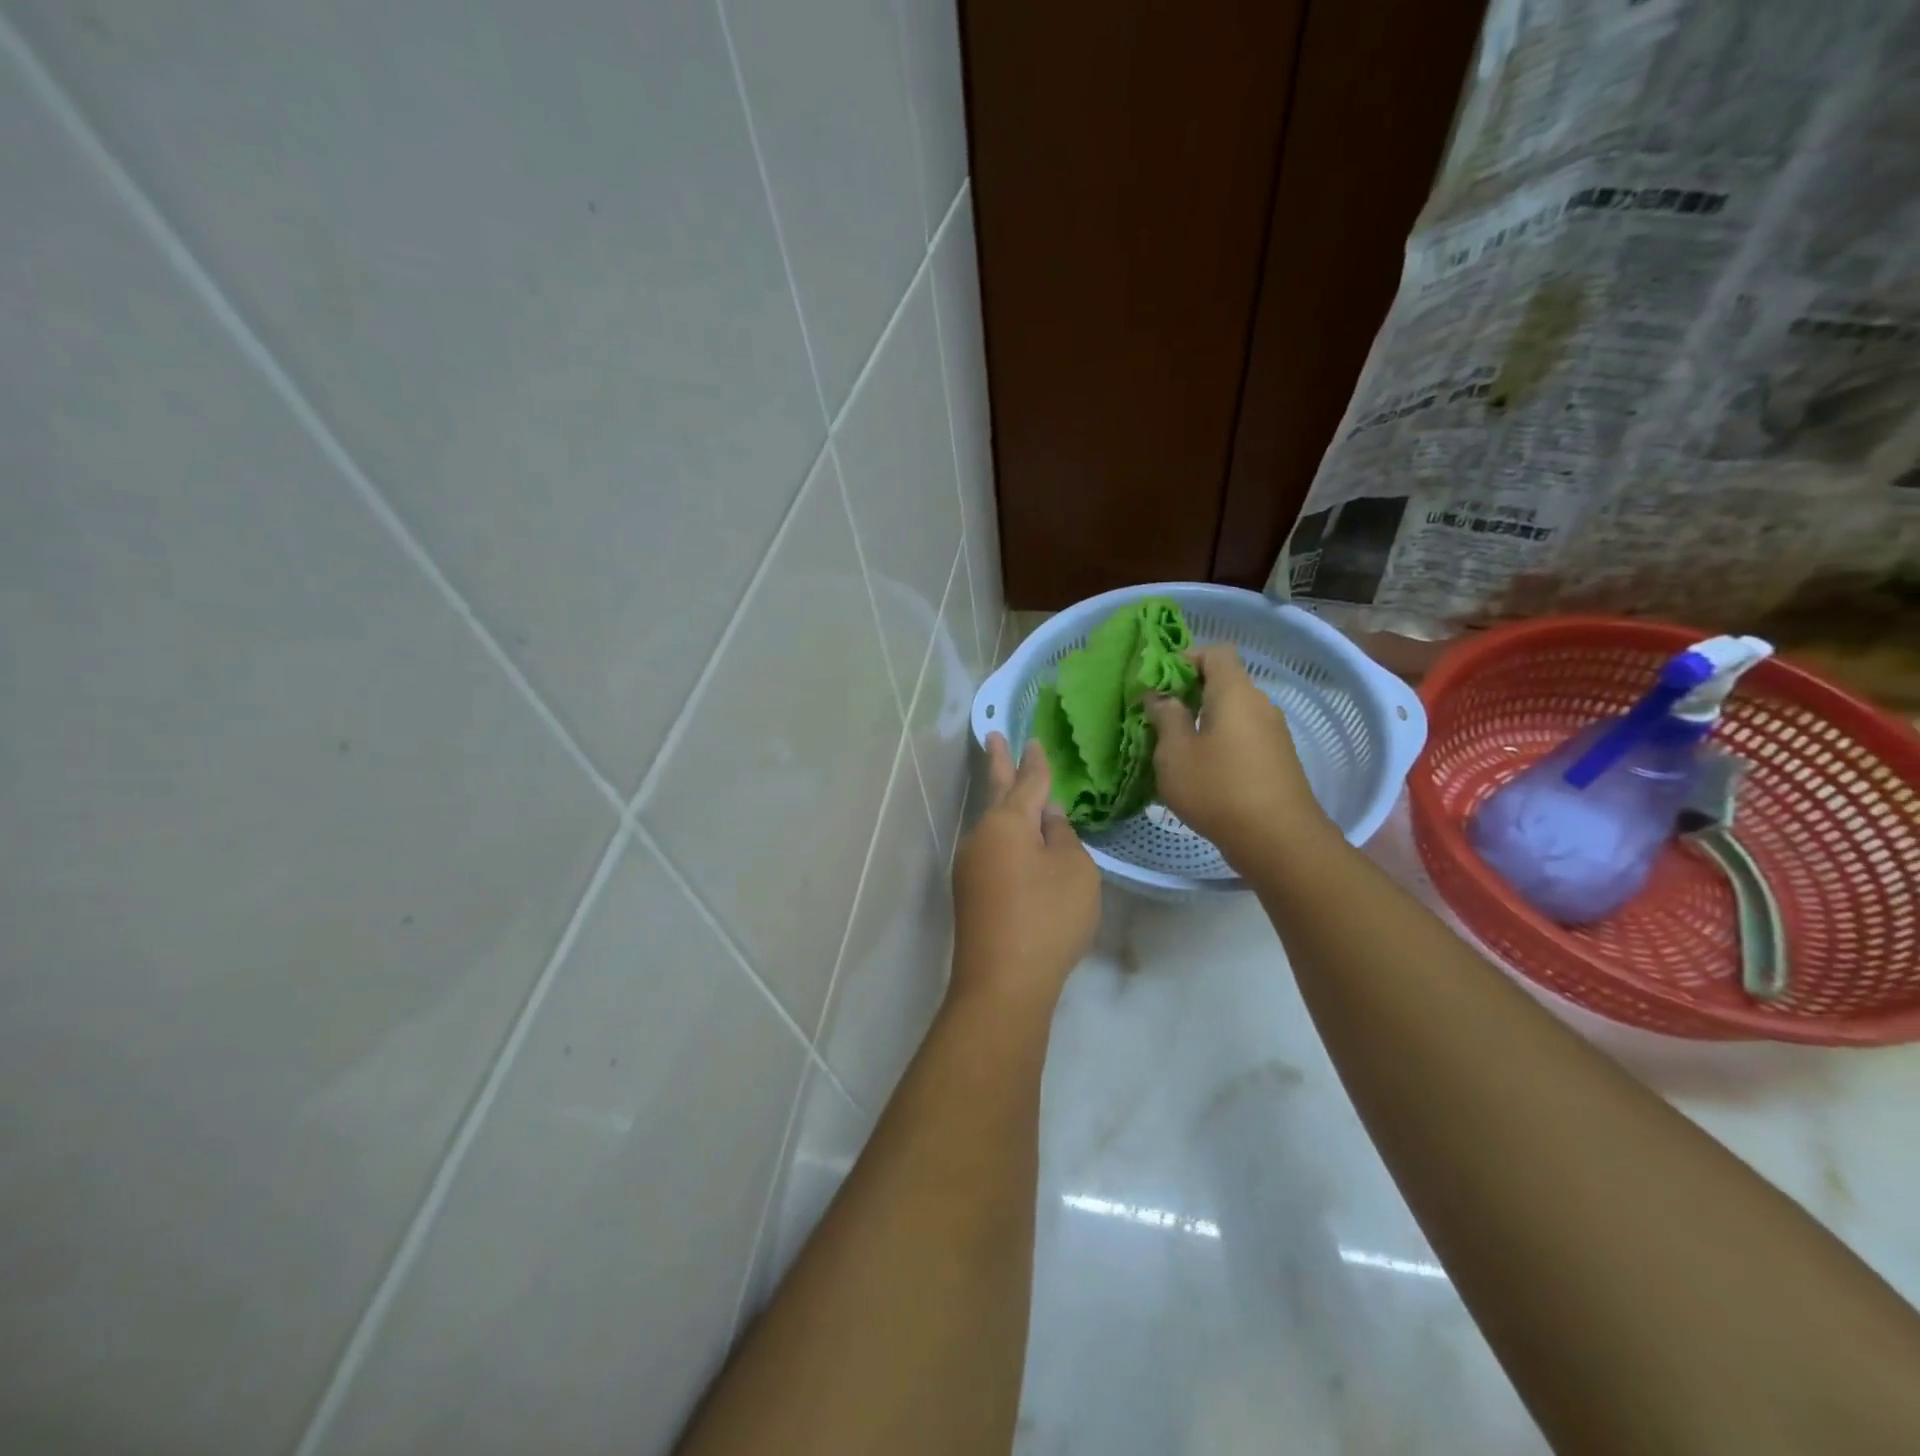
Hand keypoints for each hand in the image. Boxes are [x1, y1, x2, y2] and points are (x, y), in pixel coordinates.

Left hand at [951, 734, 1100, 1009]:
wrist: (1003, 982)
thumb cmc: (1047, 917)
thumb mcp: (1074, 870)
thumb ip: (1062, 836)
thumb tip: (1046, 818)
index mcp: (1008, 822)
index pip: (1027, 782)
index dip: (1035, 761)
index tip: (1032, 740)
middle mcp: (981, 837)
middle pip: (996, 794)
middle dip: (998, 764)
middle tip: (991, 736)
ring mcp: (970, 867)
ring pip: (994, 828)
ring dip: (1006, 808)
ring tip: (1018, 793)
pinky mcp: (970, 894)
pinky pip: (993, 854)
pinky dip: (1008, 842)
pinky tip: (1021, 850)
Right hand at [1146, 644, 1332, 868]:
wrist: (1278, 839)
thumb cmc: (1218, 789)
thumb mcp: (1175, 753)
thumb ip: (1166, 717)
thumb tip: (1162, 697)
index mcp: (1235, 693)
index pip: (1215, 652)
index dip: (1185, 658)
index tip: (1159, 683)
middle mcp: (1259, 704)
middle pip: (1224, 682)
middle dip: (1190, 693)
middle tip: (1159, 718)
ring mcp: (1273, 732)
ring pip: (1233, 712)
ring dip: (1204, 721)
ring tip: (1176, 748)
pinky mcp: (1278, 759)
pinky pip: (1244, 735)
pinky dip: (1221, 741)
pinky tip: (1203, 771)